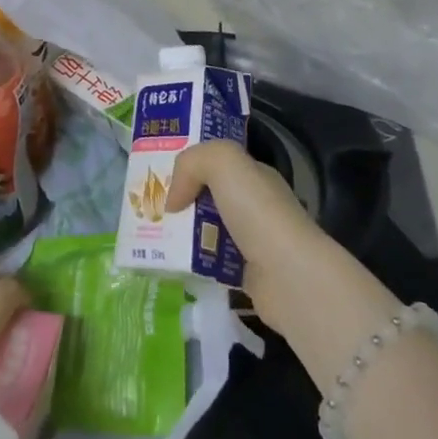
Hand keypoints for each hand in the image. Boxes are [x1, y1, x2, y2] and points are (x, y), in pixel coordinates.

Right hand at [164, 139, 336, 337]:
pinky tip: (174, 264)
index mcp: (254, 175)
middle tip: (149, 210)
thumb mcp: (222, 162)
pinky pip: (212, 263)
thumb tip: (173, 200)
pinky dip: (194, 263)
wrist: (289, 276)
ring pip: (208, 231)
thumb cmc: (257, 211)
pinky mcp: (248, 276)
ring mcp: (254, 242)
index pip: (218, 164)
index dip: (190, 166)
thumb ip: (190, 164)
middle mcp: (256, 206)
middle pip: (209, 197)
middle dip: (181, 202)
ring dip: (184, 235)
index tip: (157, 176)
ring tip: (152, 238)